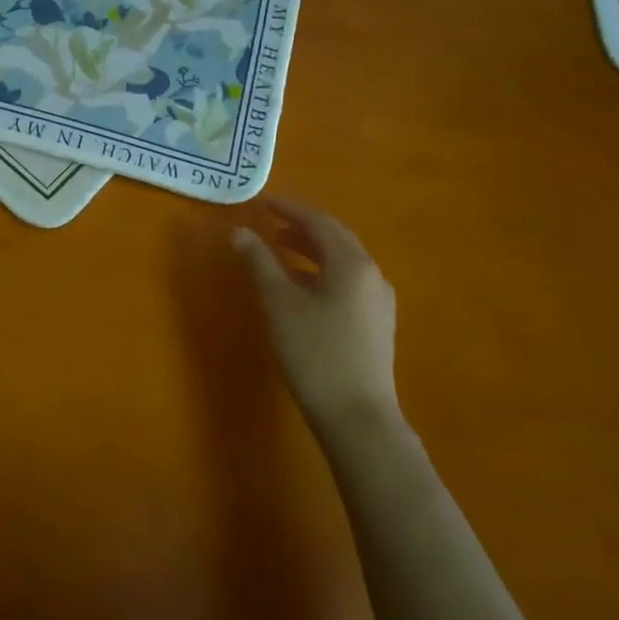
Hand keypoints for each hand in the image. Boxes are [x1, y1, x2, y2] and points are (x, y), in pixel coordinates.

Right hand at [232, 198, 399, 430]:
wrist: (357, 417)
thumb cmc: (315, 354)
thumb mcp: (280, 304)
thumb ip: (260, 263)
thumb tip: (239, 232)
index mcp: (352, 263)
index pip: (319, 222)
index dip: (290, 209)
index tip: (263, 202)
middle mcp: (372, 275)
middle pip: (336, 238)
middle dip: (303, 227)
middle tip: (271, 222)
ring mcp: (378, 301)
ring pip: (343, 261)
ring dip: (312, 250)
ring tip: (281, 250)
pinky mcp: (376, 324)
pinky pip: (348, 282)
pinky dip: (322, 272)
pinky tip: (303, 287)